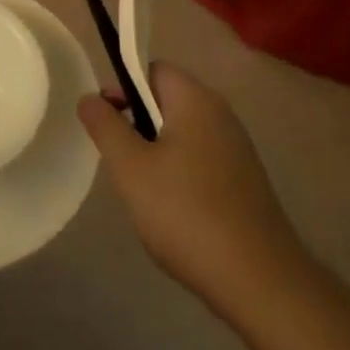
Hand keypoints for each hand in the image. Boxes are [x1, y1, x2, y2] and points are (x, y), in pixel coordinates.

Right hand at [78, 64, 306, 326]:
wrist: (260, 280)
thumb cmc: (186, 213)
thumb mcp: (131, 169)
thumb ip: (106, 126)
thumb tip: (89, 97)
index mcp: (195, 99)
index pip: (152, 69)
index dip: (122, 88)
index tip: (105, 122)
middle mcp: (220, 113)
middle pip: (167, 99)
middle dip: (138, 123)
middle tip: (121, 162)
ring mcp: (237, 147)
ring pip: (182, 132)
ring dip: (157, 152)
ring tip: (144, 192)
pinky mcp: (245, 179)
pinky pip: (201, 158)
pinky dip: (180, 173)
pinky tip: (174, 211)